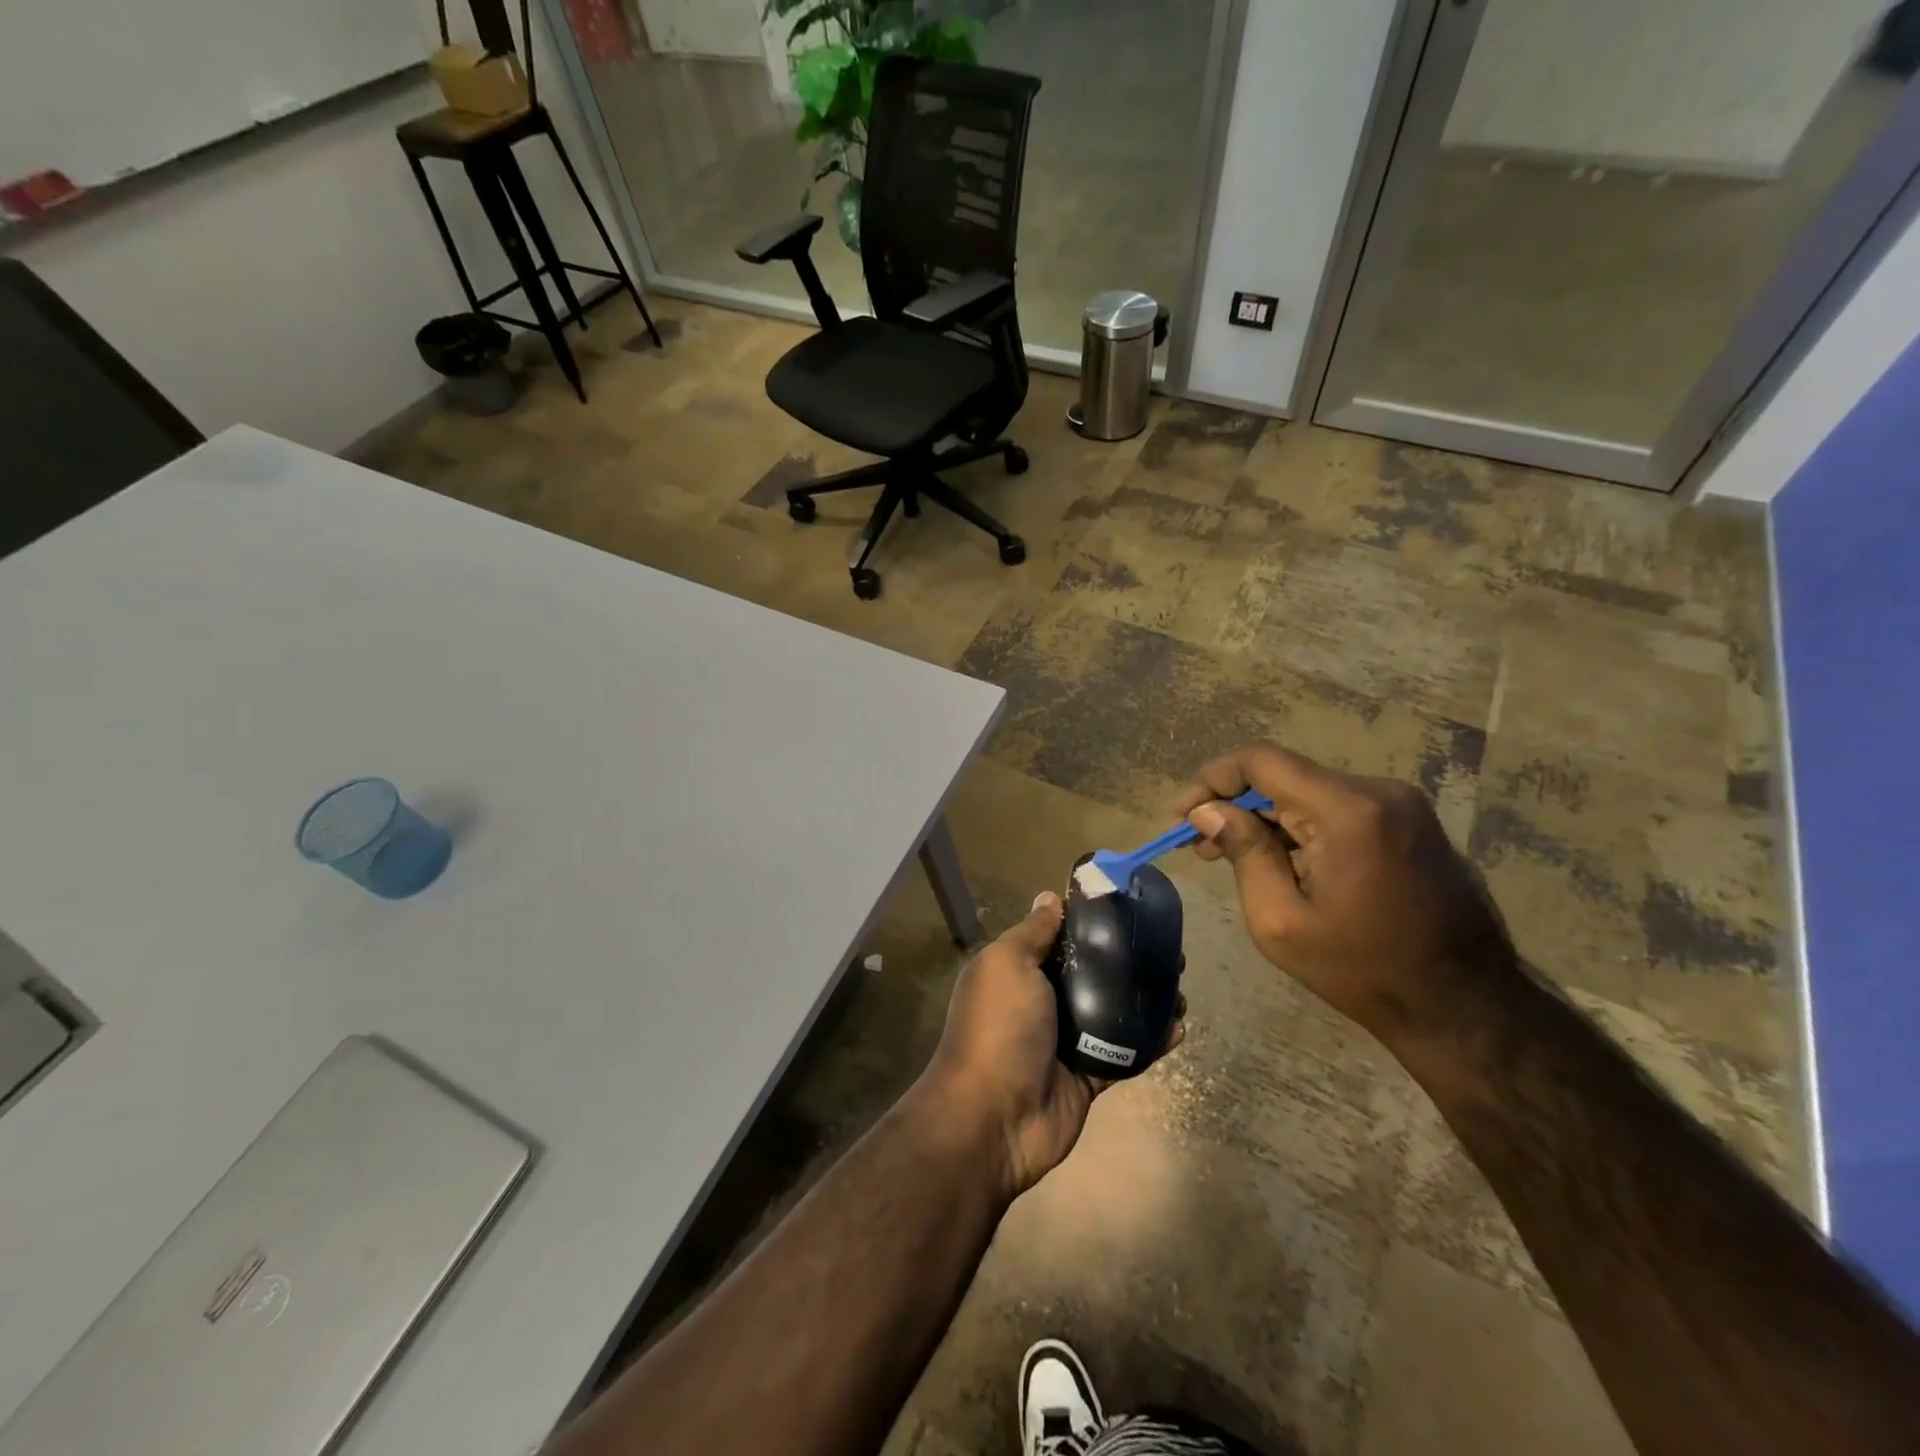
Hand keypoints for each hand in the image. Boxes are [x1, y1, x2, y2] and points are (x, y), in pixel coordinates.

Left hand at [919, 892, 1183, 1199]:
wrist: (994, 1118)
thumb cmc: (999, 1028)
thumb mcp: (1008, 964)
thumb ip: (1032, 933)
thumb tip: (1049, 897)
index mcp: (1019, 971)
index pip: (1059, 938)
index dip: (1091, 923)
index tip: (1129, 908)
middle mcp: (1042, 1001)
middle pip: (1092, 973)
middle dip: (1128, 961)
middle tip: (1168, 951)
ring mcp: (1066, 1041)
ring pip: (1113, 1012)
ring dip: (1145, 1000)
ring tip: (1180, 987)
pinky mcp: (1088, 1075)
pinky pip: (1125, 1053)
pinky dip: (1150, 1041)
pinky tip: (1179, 1027)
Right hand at [1174, 743, 1519, 1052]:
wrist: (1466, 1009)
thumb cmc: (1364, 971)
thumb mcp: (1281, 920)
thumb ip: (1243, 853)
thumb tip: (1207, 811)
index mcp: (1348, 810)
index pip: (1262, 761)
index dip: (1212, 779)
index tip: (1182, 814)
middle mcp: (1379, 792)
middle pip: (1285, 777)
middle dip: (1235, 805)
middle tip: (1198, 845)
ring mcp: (1402, 806)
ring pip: (1310, 793)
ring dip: (1266, 819)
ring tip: (1230, 857)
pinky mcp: (1411, 823)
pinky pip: (1338, 809)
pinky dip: (1300, 828)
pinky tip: (1280, 862)